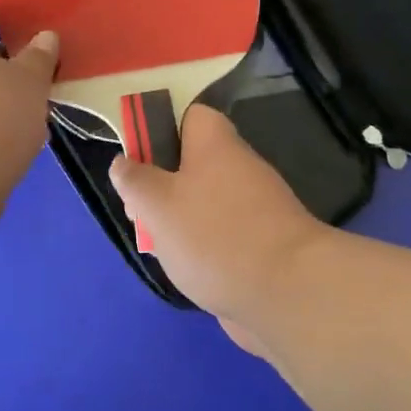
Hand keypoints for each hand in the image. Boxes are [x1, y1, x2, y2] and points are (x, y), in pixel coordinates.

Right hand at [109, 105, 329, 341]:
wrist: (287, 293)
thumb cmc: (213, 236)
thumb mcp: (157, 204)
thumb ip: (135, 180)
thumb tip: (123, 161)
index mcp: (216, 145)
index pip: (192, 117)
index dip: (162, 132)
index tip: (140, 164)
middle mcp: (240, 169)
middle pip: (193, 165)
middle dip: (162, 189)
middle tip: (142, 216)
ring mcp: (256, 209)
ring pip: (206, 204)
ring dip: (180, 224)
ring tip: (162, 250)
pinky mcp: (264, 246)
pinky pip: (224, 237)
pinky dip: (204, 251)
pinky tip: (190, 273)